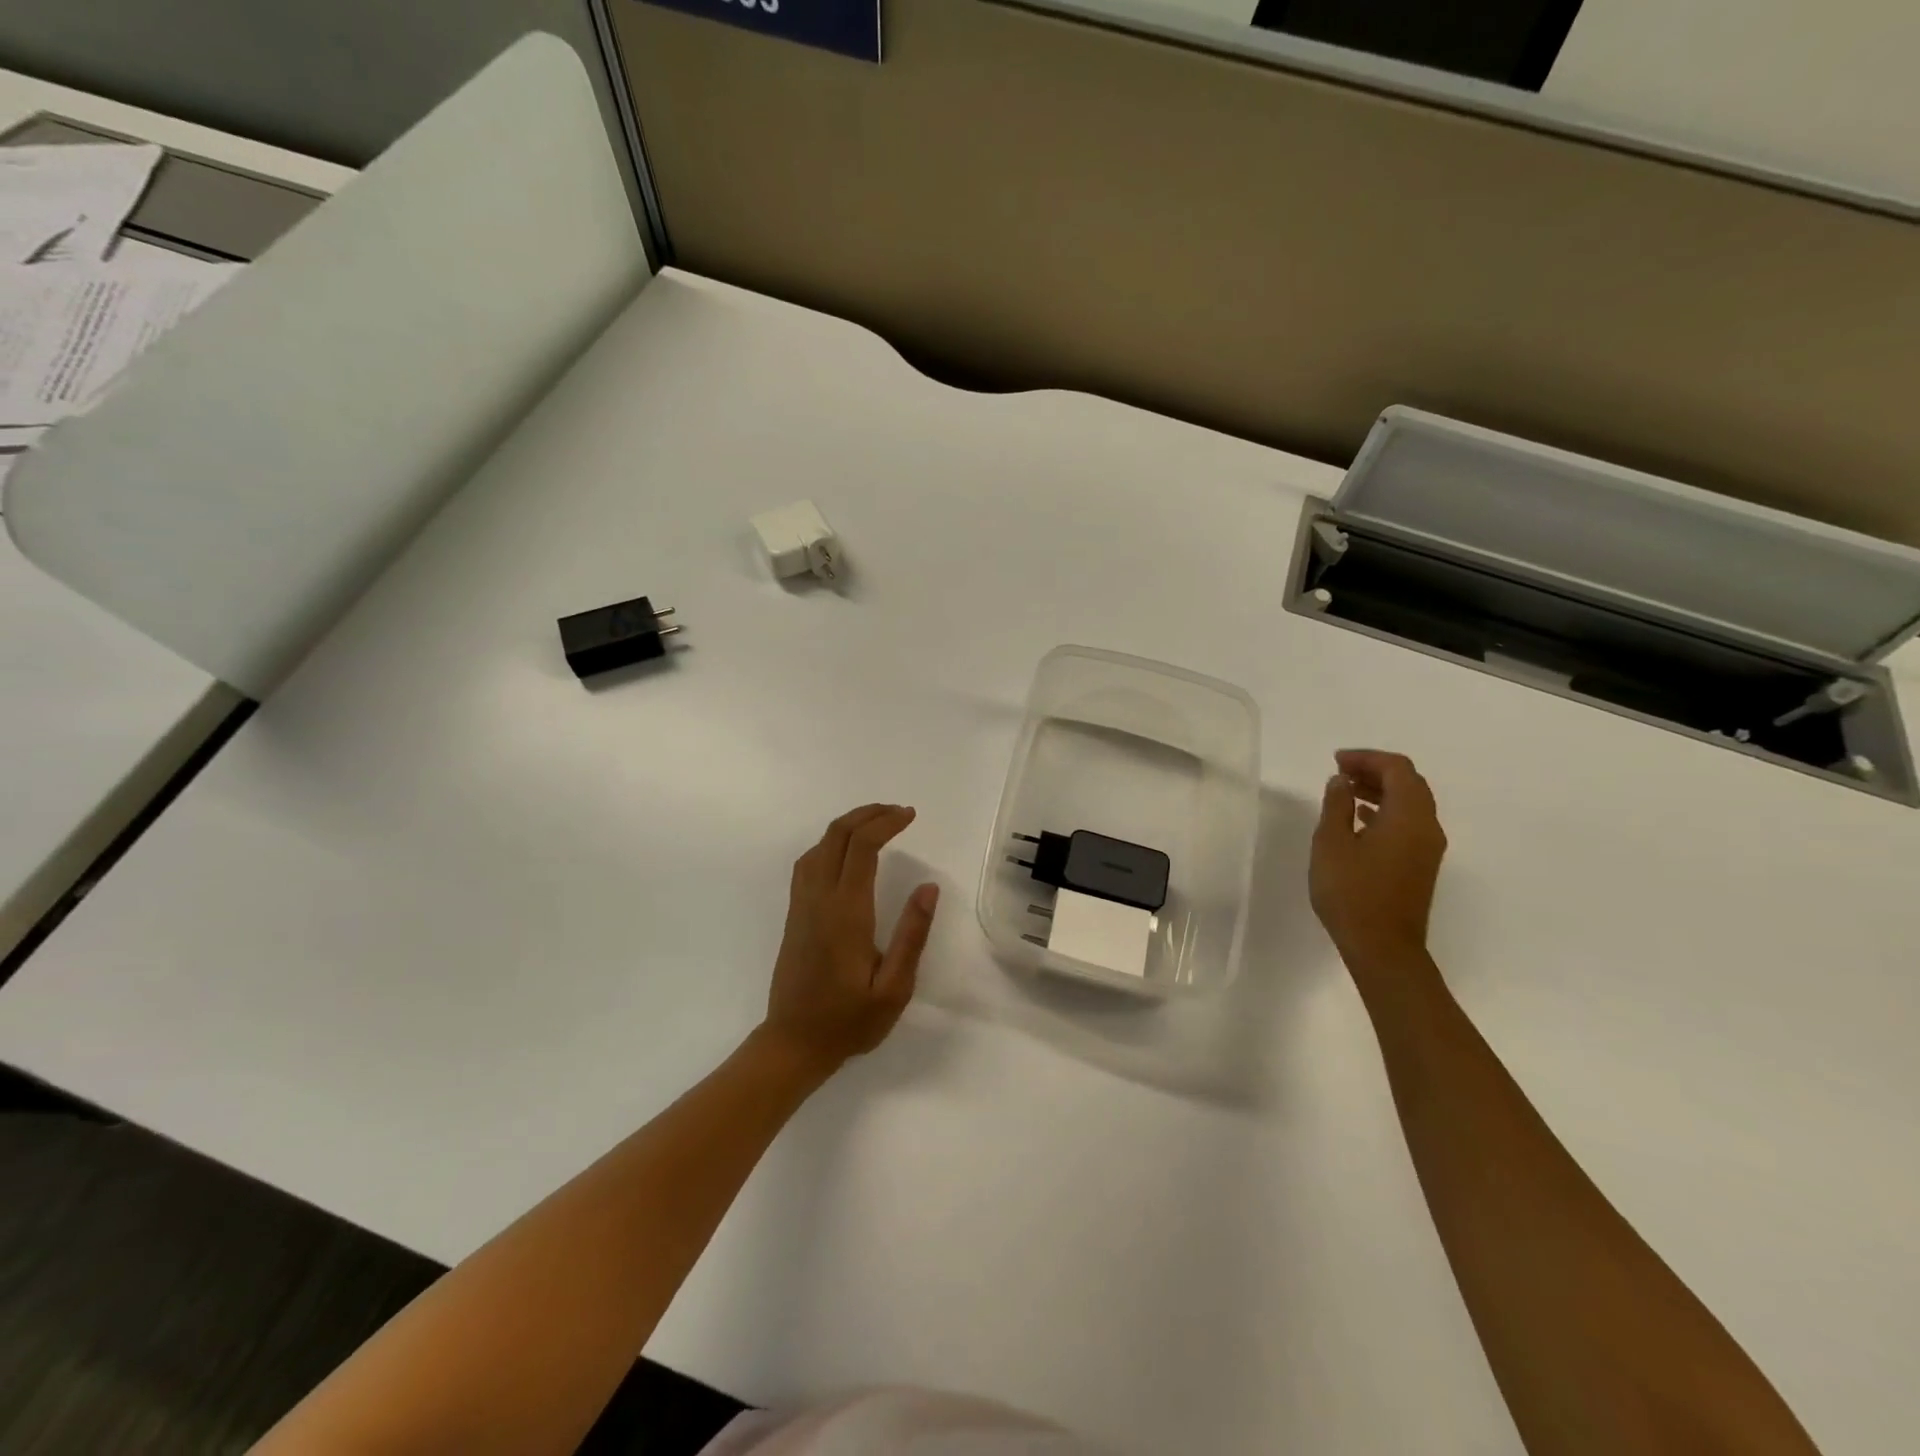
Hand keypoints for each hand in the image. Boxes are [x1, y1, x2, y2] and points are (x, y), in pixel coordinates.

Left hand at [762, 804, 939, 1074]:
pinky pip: (809, 863)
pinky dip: (831, 843)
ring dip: (847, 826)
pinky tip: (846, 853)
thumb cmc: (849, 1021)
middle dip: (867, 814)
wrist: (793, 1044)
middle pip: (837, 836)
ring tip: (877, 824)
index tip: (910, 815)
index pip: (862, 847)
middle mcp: (819, 899)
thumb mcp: (894, 988)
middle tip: (898, 812)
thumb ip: (912, 935)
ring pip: (819, 846)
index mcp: (846, 912)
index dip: (886, 823)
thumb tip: (928, 887)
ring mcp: (802, 905)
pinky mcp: (795, 915)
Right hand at [1310, 750, 1446, 970]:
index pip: (1398, 769)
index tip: (1336, 761)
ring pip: (1410, 803)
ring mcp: (1427, 848)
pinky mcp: (1420, 864)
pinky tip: (1359, 819)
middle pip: (1409, 783)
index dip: (1367, 758)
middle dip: (1375, 771)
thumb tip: (1341, 782)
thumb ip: (1336, 806)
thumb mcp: (1331, 844)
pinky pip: (1408, 822)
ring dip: (1380, 790)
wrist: (1383, 948)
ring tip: (1345, 792)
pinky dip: (1385, 810)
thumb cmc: (1352, 892)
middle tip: (1340, 772)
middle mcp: (1427, 827)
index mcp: (1409, 816)